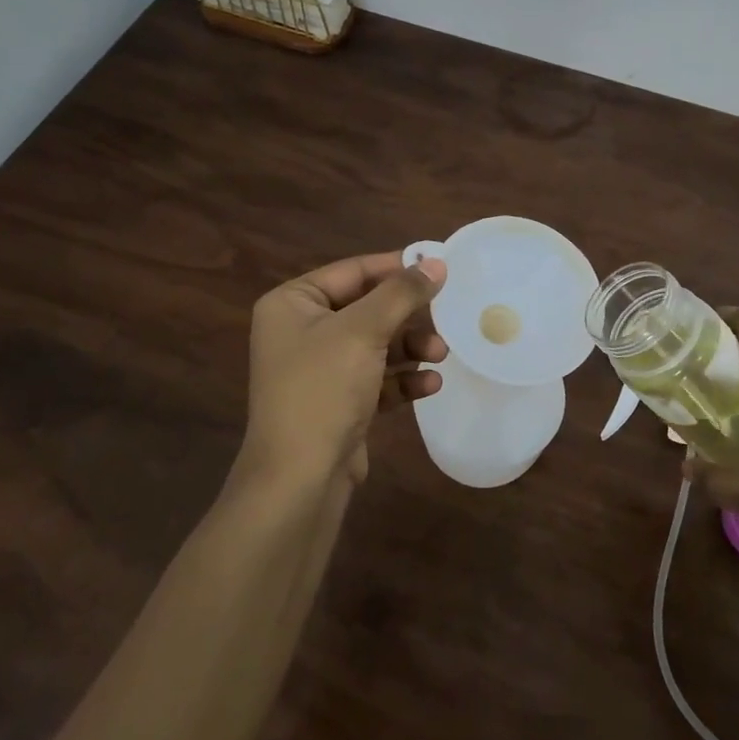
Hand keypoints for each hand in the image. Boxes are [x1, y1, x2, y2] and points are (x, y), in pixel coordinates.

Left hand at [238, 251, 448, 490]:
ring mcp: (319, 369)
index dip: (395, 267)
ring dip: (410, 348)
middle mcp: (301, 331)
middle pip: (366, 308)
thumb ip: (401, 293)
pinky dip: (402, 379)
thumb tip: (436, 262)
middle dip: (407, 316)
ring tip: (441, 354)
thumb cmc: (323, 388)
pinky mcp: (338, 402)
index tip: (438, 266)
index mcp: (292, 304)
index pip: (351, 271)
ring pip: (375, 345)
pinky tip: (429, 385)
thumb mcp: (363, 331)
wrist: (300, 478)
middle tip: (446, 314)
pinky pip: (376, 379)